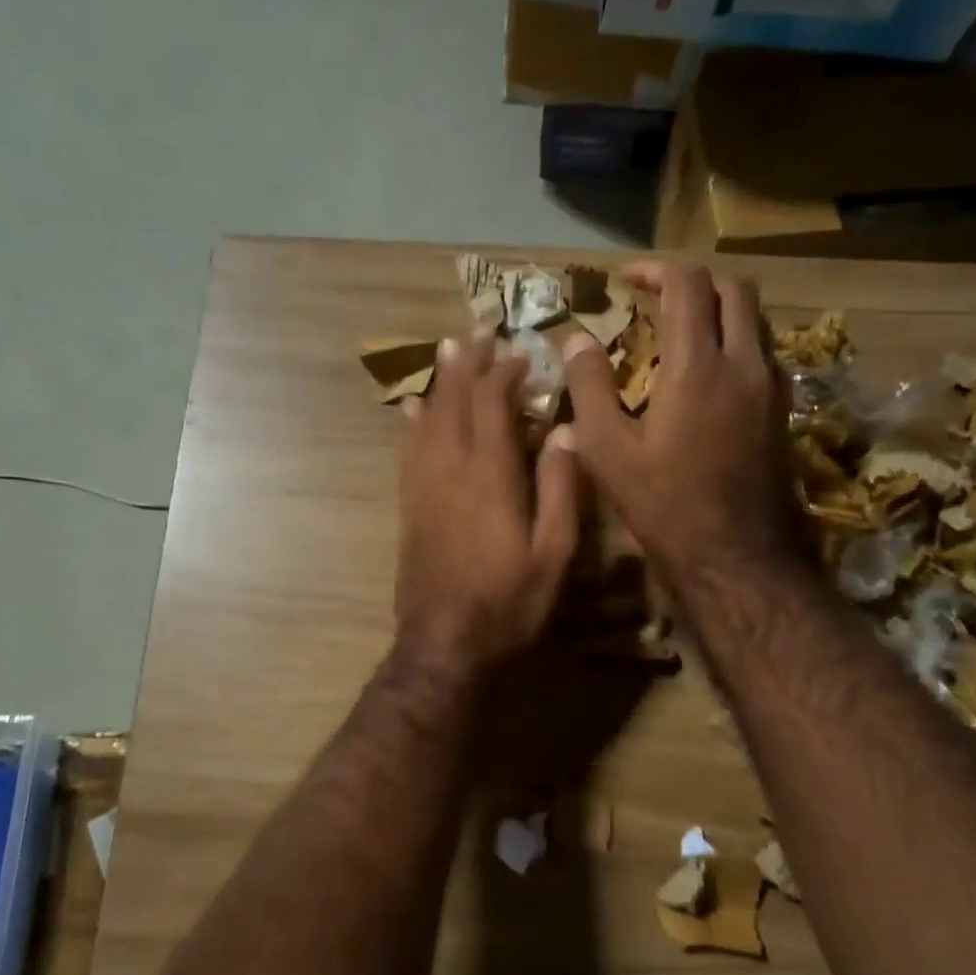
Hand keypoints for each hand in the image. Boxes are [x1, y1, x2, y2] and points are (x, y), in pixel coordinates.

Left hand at [395, 330, 580, 673]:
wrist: (444, 643)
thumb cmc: (509, 602)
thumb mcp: (554, 553)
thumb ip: (561, 489)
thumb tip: (567, 431)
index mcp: (490, 475)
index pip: (492, 404)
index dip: (505, 372)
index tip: (522, 353)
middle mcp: (449, 469)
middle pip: (454, 400)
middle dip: (468, 362)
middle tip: (479, 331)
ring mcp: (422, 486)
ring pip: (427, 418)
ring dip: (440, 381)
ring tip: (450, 351)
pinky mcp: (409, 506)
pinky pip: (409, 448)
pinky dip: (415, 420)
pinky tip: (415, 408)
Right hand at [562, 261, 800, 590]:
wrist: (737, 556)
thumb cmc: (665, 505)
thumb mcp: (608, 451)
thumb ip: (590, 388)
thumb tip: (576, 341)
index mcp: (698, 366)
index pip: (687, 285)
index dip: (654, 270)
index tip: (625, 280)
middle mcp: (744, 364)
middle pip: (733, 289)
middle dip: (693, 281)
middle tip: (657, 298)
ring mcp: (771, 388)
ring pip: (754, 320)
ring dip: (719, 310)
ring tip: (681, 332)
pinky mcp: (782, 413)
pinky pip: (763, 354)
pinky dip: (736, 343)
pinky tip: (709, 376)